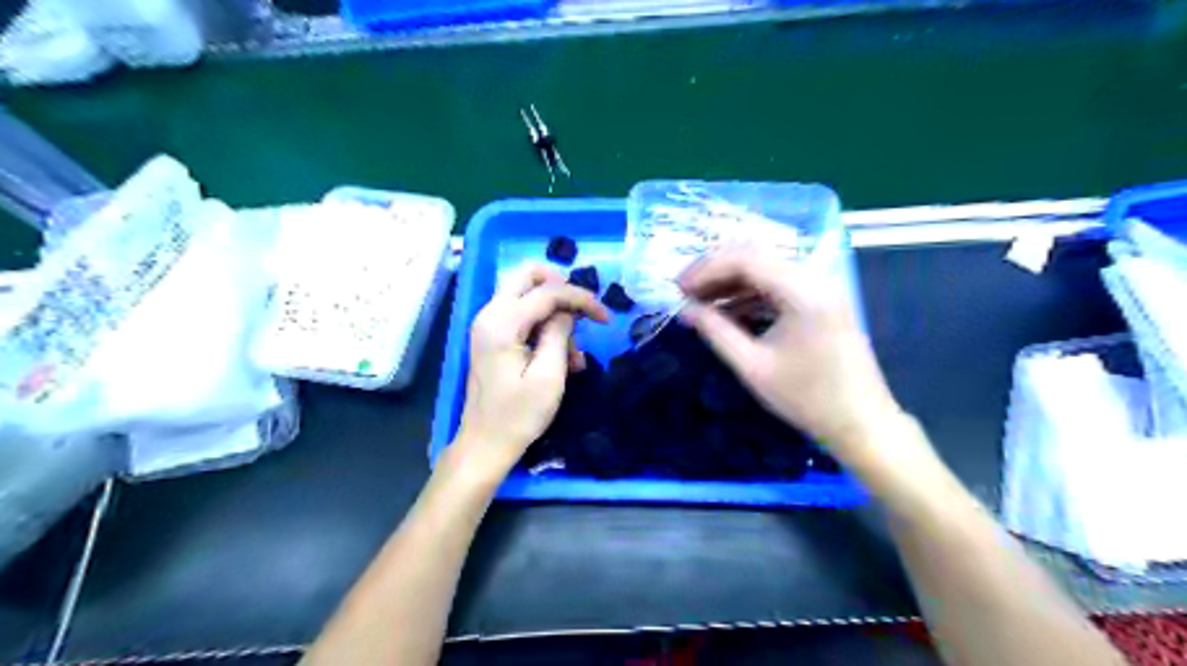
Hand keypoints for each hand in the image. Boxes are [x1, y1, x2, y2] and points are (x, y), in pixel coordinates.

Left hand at [450, 263, 605, 476]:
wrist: (485, 443)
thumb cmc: (518, 415)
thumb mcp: (548, 376)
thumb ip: (559, 334)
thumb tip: (568, 312)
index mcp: (502, 323)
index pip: (547, 291)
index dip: (581, 298)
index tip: (606, 318)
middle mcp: (490, 313)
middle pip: (528, 274)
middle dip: (562, 288)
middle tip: (583, 313)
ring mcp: (488, 323)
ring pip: (527, 293)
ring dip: (556, 313)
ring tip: (574, 354)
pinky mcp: (493, 335)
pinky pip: (523, 314)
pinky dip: (545, 326)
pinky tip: (563, 357)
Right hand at [681, 245, 905, 463]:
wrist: (861, 423)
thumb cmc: (806, 399)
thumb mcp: (752, 366)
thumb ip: (716, 332)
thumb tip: (685, 310)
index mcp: (802, 291)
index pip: (746, 259)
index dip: (706, 269)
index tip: (678, 289)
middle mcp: (814, 278)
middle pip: (756, 256)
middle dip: (715, 271)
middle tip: (684, 291)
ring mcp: (820, 288)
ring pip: (765, 269)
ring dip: (730, 282)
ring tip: (699, 302)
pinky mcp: (820, 301)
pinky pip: (778, 286)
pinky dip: (749, 294)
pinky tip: (726, 312)